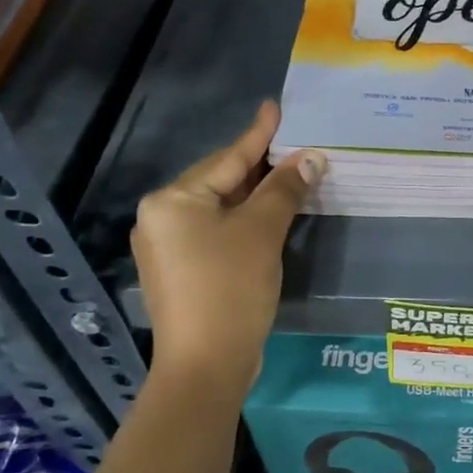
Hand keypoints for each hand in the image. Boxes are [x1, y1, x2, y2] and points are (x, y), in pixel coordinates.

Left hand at [132, 102, 324, 383]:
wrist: (205, 366)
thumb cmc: (230, 289)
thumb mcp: (262, 232)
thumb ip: (285, 190)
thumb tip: (311, 158)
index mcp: (173, 200)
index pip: (227, 158)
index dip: (258, 134)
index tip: (275, 106)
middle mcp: (161, 218)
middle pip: (220, 181)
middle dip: (260, 166)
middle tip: (294, 144)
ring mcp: (167, 247)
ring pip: (220, 209)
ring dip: (256, 196)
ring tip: (289, 175)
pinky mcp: (180, 272)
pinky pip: (216, 232)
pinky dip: (245, 222)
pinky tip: (270, 217)